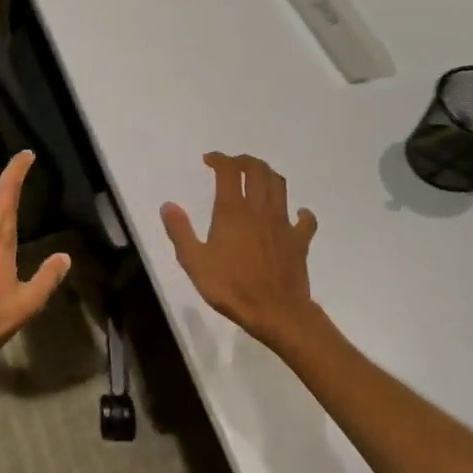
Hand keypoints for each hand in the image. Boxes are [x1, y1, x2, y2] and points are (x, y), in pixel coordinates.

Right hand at [161, 153, 318, 347]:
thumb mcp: (194, 261)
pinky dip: (300, 212)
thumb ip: (180, 231)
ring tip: (257, 178)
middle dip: (244, 161)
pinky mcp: (299, 240)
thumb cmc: (230, 287)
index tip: (209, 160)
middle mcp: (259, 209)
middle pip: (257, 170)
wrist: (276, 313)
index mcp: (232, 211)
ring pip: (279, 186)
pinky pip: (304, 219)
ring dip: (268, 175)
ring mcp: (283, 223)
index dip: (219, 159)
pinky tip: (295, 214)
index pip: (228, 171)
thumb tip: (168, 205)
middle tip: (232, 165)